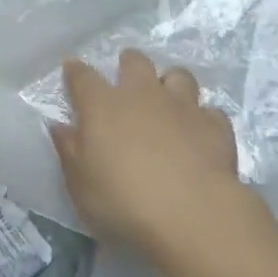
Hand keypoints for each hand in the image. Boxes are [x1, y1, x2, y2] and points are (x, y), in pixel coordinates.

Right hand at [49, 49, 255, 254]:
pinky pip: (210, 111)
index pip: (82, 76)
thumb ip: (69, 150)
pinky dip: (203, 118)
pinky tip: (199, 133)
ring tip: (167, 101)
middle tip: (126, 81)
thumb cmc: (123, 200)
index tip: (71, 69)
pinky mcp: (216, 127)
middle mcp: (141, 95)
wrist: (193, 215)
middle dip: (129, 64)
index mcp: (102, 105)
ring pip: (178, 76)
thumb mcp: (80, 184)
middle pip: (135, 62)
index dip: (75, 71)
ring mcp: (182, 107)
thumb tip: (61, 127)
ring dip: (170, 84)